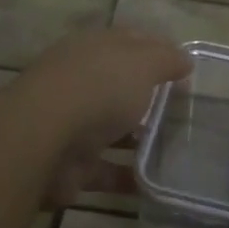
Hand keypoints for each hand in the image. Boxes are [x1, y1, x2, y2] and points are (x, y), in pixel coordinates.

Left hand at [15, 25, 190, 163]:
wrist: (43, 139)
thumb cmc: (98, 87)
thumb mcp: (143, 62)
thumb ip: (166, 59)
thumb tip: (184, 60)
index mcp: (95, 48)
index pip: (131, 41)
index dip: (158, 49)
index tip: (186, 68)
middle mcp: (82, 81)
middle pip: (120, 85)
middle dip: (149, 97)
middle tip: (185, 111)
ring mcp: (74, 123)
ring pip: (113, 128)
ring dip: (139, 139)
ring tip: (177, 149)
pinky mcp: (72, 163)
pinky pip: (107, 169)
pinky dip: (129, 177)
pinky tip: (158, 186)